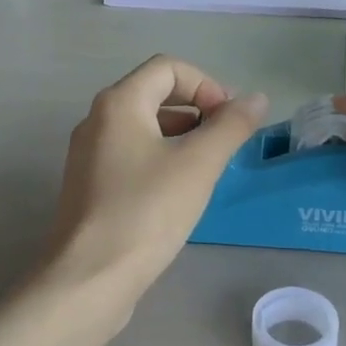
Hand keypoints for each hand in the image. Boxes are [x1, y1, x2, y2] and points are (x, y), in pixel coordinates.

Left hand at [47, 56, 268, 301]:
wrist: (90, 278)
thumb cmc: (146, 212)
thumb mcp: (199, 165)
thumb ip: (231, 126)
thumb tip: (256, 98)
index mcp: (119, 103)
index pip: (168, 67)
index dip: (206, 85)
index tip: (229, 120)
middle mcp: (97, 121)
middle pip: (155, 94)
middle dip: (197, 109)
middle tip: (226, 141)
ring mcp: (89, 156)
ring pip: (144, 128)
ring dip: (182, 136)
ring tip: (210, 167)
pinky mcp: (91, 187)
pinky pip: (132, 156)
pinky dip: (162, 159)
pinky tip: (181, 192)